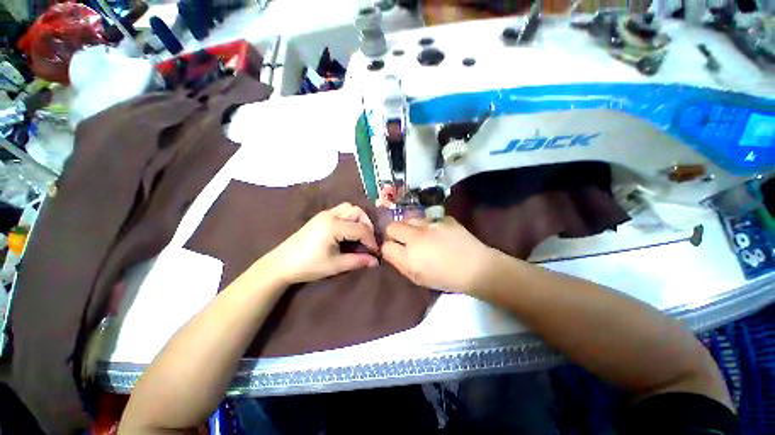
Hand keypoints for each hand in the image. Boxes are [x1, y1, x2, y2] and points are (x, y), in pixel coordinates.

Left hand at [262, 203, 378, 284]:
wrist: (281, 264)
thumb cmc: (308, 265)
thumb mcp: (335, 265)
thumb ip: (358, 261)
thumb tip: (376, 261)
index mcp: (333, 226)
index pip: (361, 229)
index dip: (371, 241)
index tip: (375, 252)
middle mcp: (330, 215)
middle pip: (357, 212)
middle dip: (367, 225)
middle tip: (368, 241)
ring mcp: (324, 213)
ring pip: (349, 208)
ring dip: (359, 219)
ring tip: (360, 235)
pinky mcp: (320, 216)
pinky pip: (341, 210)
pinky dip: (350, 218)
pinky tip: (348, 231)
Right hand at [382, 217, 496, 293]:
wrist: (476, 267)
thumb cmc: (446, 278)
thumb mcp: (418, 278)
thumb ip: (401, 264)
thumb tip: (391, 252)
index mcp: (409, 257)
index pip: (385, 246)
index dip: (387, 248)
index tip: (393, 250)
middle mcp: (416, 237)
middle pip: (391, 226)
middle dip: (393, 233)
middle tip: (402, 239)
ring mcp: (430, 224)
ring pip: (408, 219)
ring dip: (409, 227)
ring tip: (419, 234)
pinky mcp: (443, 218)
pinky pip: (427, 219)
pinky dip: (428, 225)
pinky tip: (437, 233)